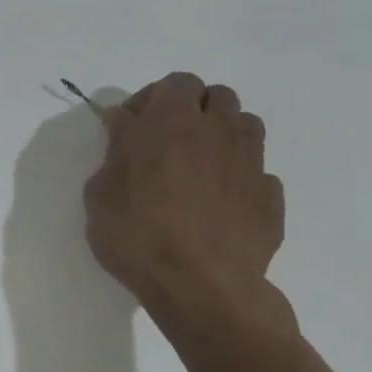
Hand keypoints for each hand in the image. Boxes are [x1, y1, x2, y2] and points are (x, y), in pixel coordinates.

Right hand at [83, 73, 286, 325]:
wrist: (203, 288)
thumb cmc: (138, 237)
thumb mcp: (100, 194)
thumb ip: (114, 152)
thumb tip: (125, 126)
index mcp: (171, 123)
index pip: (174, 83)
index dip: (152, 99)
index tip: (131, 128)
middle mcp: (218, 131)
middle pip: (215, 96)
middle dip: (192, 110)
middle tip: (166, 143)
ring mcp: (252, 162)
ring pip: (244, 126)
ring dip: (220, 136)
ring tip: (197, 169)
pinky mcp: (270, 196)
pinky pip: (256, 171)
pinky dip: (237, 177)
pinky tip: (218, 205)